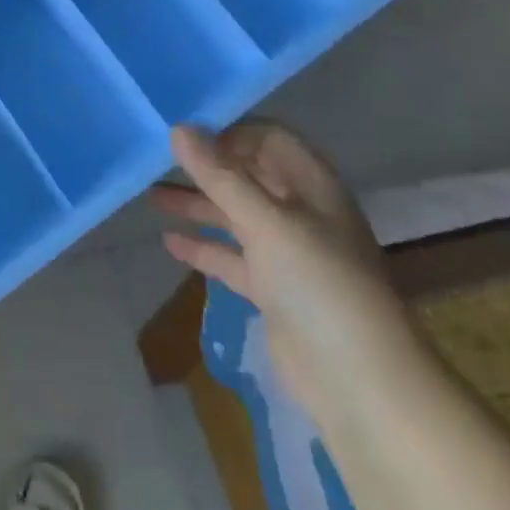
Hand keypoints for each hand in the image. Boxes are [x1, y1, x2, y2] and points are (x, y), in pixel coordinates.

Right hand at [155, 122, 428, 423]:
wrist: (359, 380)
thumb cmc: (317, 283)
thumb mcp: (265, 221)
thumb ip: (220, 175)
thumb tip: (179, 129)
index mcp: (312, 185)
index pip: (268, 138)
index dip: (229, 131)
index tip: (183, 132)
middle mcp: (301, 211)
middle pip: (248, 175)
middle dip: (206, 167)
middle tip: (156, 160)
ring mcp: (288, 252)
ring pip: (236, 215)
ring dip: (197, 204)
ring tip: (150, 196)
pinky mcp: (274, 289)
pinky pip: (232, 257)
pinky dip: (204, 247)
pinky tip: (169, 242)